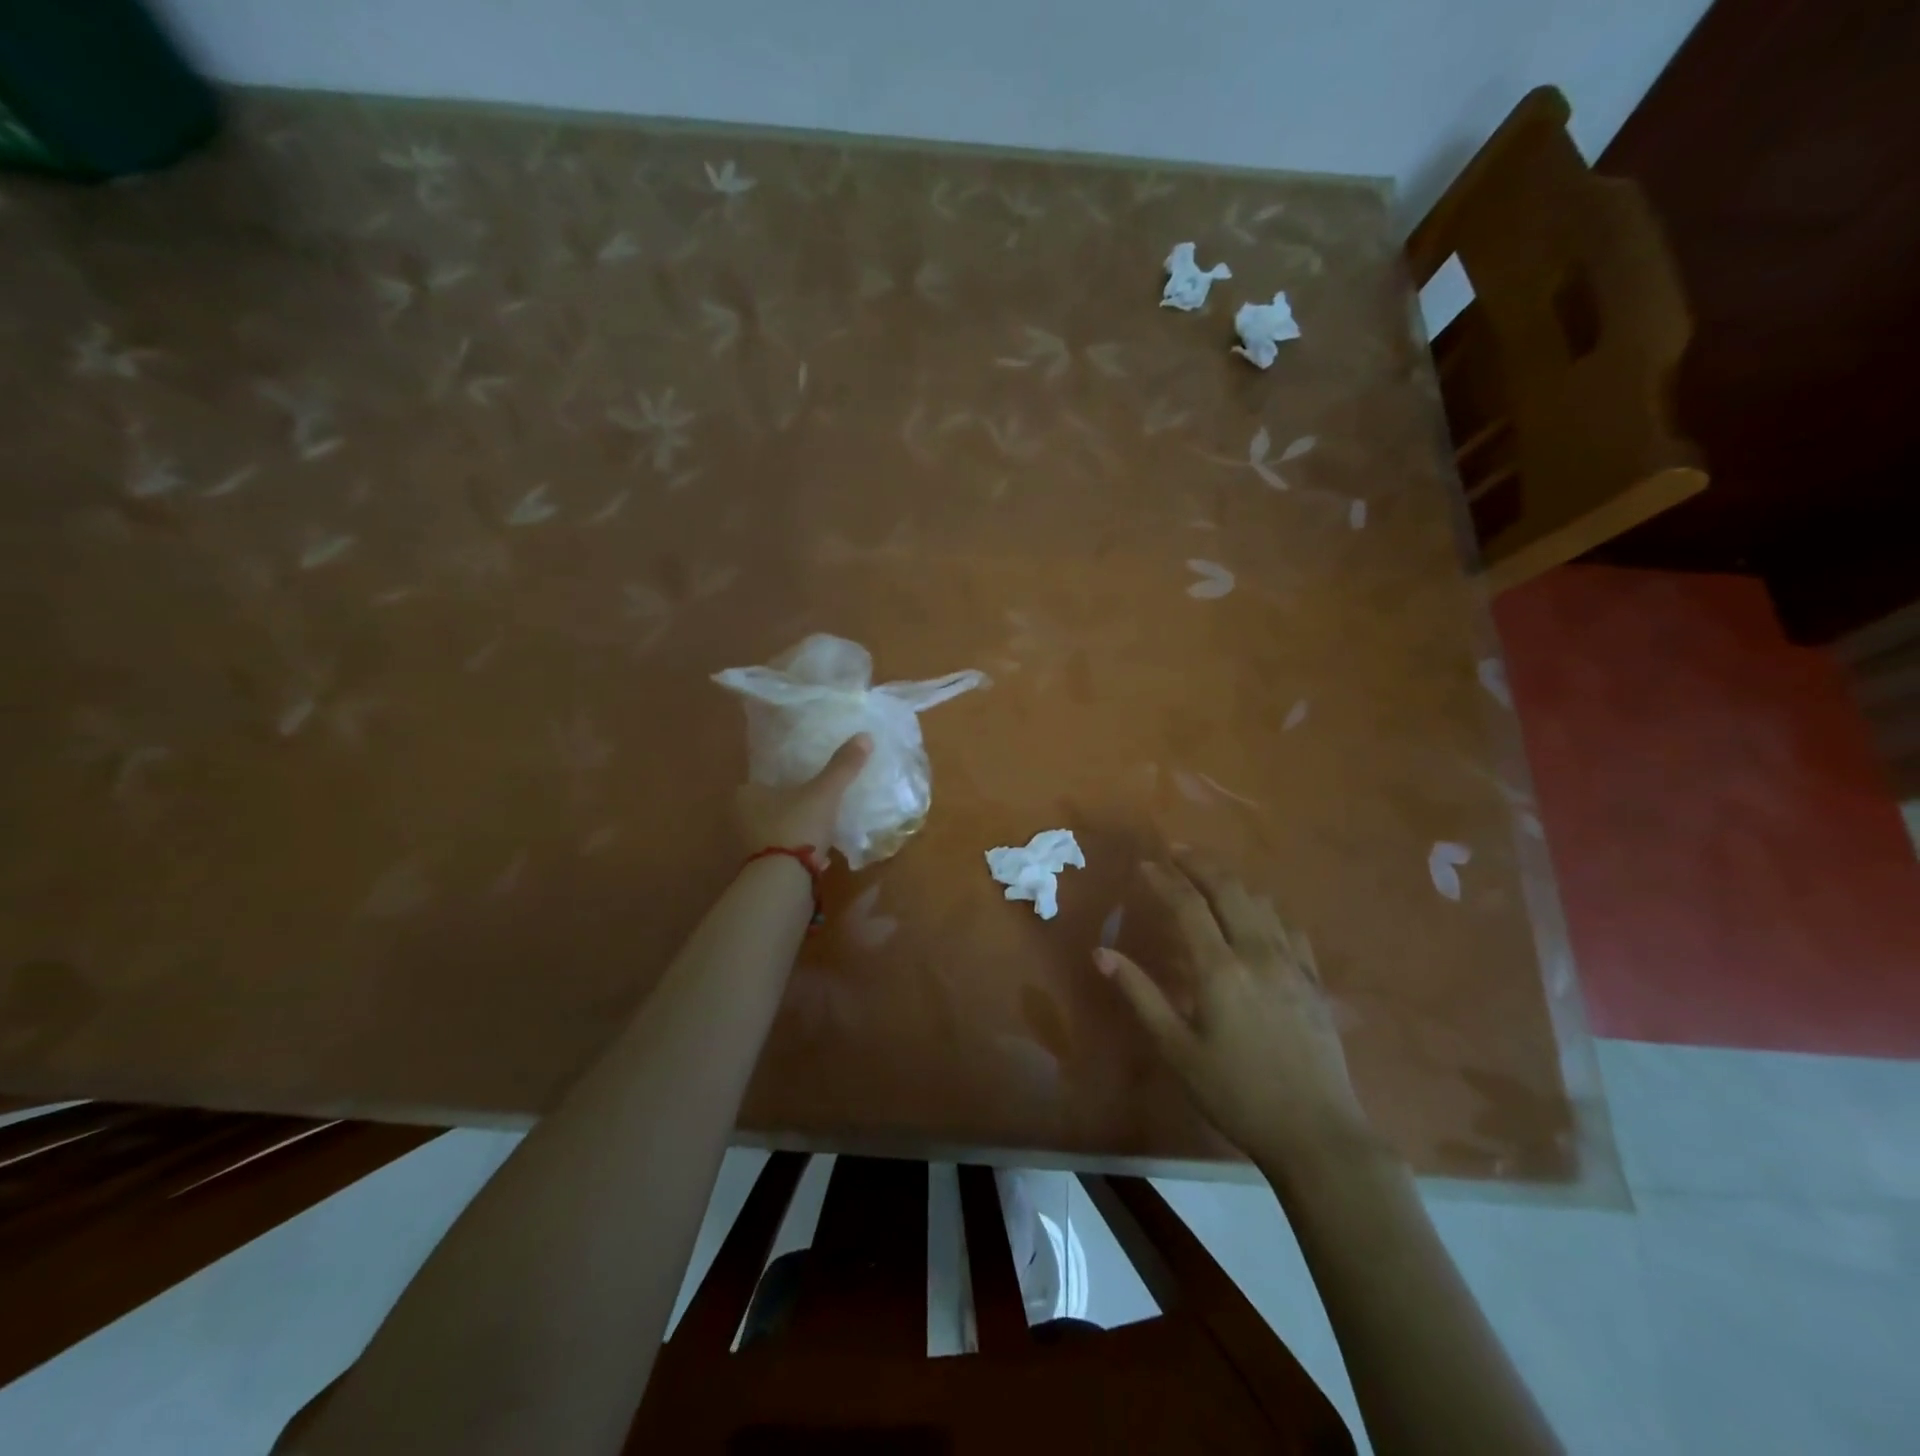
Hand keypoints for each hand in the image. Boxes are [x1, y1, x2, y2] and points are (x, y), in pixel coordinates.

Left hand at [733, 734, 871, 861]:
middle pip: (770, 807)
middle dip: (792, 806)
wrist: (784, 880)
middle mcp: (739, 819)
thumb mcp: (824, 792)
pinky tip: (820, 855)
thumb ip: (843, 766)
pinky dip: (799, 852)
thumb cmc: (797, 825)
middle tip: (818, 802)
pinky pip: (783, 853)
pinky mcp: (761, 870)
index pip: (765, 780)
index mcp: (746, 794)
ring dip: (797, 830)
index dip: (786, 779)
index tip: (807, 780)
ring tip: (822, 827)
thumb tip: (865, 735)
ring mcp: (748, 847)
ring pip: (777, 831)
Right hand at [1094, 851, 1374, 1167]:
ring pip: (1262, 902)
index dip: (1164, 879)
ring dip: (1233, 881)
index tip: (1145, 864)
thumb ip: (1140, 995)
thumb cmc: (1235, 1093)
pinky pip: (1289, 928)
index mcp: (1220, 969)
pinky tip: (1258, 916)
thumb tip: (1102, 953)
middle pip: (1229, 889)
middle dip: (1200, 864)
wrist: (1316, 1134)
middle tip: (1177, 850)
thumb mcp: (1177, 1049)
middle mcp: (1258, 953)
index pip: (1188, 905)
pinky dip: (1266, 910)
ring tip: (1210, 875)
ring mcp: (1292, 964)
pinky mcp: (1314, 981)